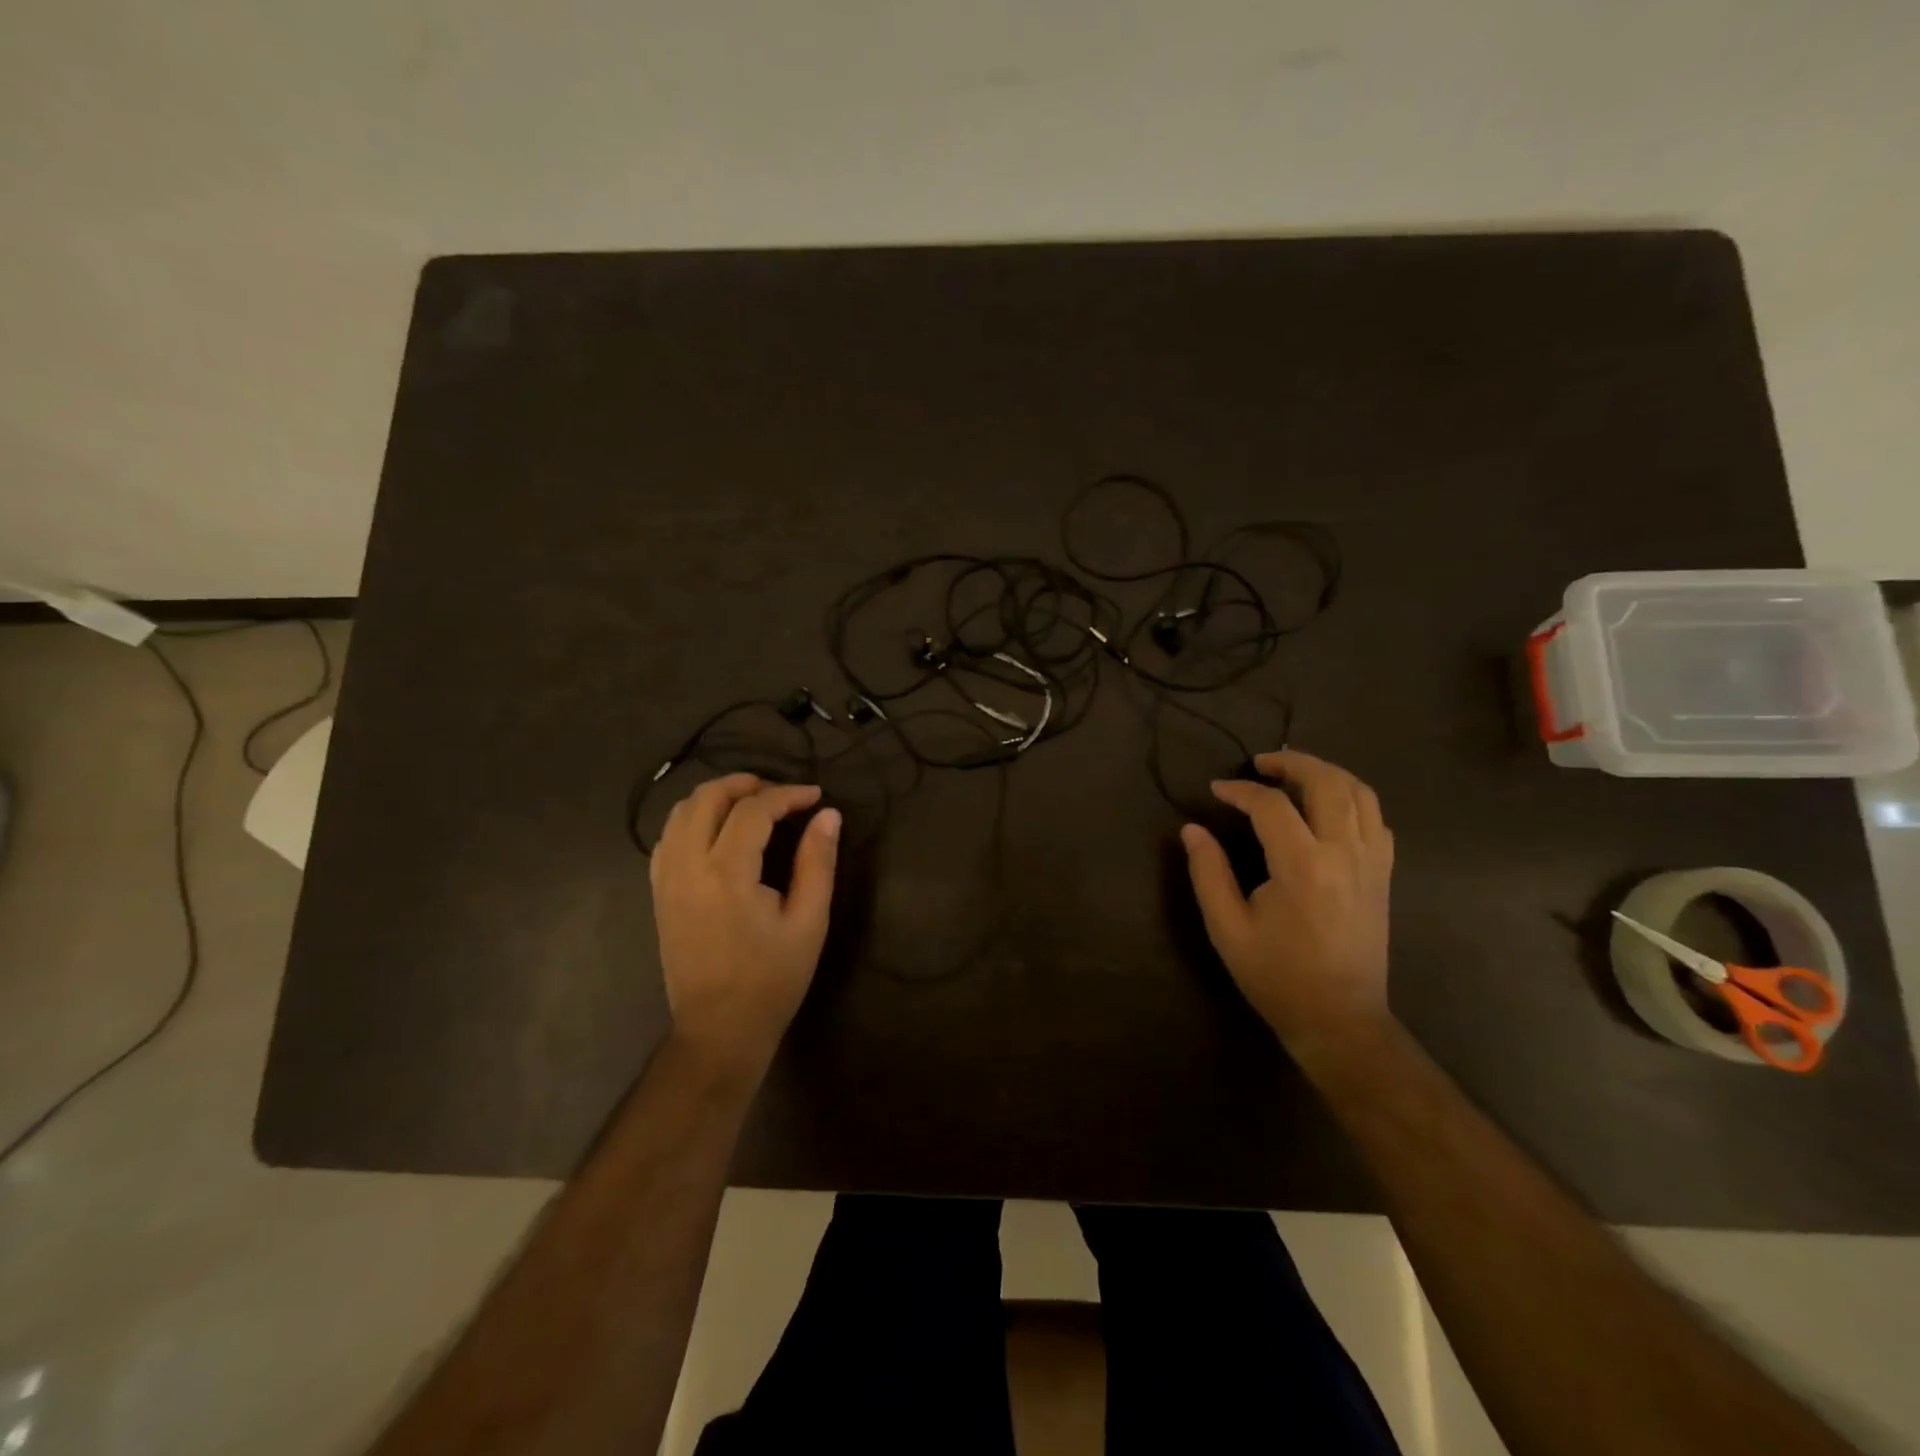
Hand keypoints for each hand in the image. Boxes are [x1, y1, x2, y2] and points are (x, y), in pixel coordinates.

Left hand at [649, 774, 840, 1079]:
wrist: (719, 1031)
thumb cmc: (772, 980)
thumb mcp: (809, 922)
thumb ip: (818, 862)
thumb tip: (828, 815)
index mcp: (727, 874)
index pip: (754, 809)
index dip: (787, 794)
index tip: (815, 796)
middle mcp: (688, 867)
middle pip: (707, 797)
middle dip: (746, 784)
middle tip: (781, 794)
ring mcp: (666, 879)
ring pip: (680, 812)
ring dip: (717, 797)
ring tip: (752, 805)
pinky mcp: (658, 893)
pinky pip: (667, 838)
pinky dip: (693, 820)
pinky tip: (719, 833)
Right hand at [1180, 750, 1394, 1064]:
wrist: (1339, 1019)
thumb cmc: (1276, 975)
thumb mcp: (1227, 927)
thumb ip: (1208, 872)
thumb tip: (1192, 829)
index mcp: (1303, 866)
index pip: (1270, 805)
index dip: (1240, 790)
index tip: (1216, 790)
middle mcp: (1345, 853)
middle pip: (1328, 782)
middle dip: (1292, 763)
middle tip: (1261, 764)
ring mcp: (1372, 863)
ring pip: (1361, 793)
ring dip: (1327, 772)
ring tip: (1295, 774)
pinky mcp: (1384, 875)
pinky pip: (1377, 819)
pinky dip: (1353, 799)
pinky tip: (1328, 808)